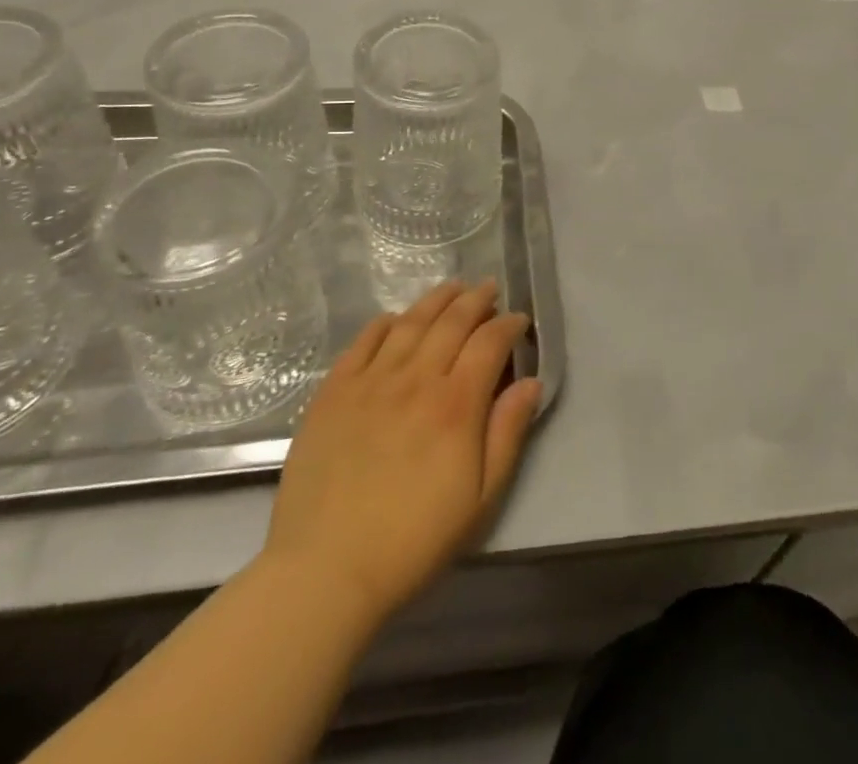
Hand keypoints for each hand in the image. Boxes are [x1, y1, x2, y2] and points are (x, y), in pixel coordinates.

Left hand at [262, 280, 543, 623]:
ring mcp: (371, 381)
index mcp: (456, 404)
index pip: (490, 342)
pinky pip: (364, 341)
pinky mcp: (334, 391)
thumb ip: (508, 434)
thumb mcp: (480, 499)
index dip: (509, 324)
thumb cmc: (414, 541)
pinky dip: (385, 322)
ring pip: (410, 322)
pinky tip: (396, 318)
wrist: (326, 570)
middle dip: (476, 300)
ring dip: (436, 300)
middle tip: (489, 289)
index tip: (519, 319)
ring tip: (452, 288)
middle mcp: (416, 379)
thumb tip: (531, 382)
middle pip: (452, 321)